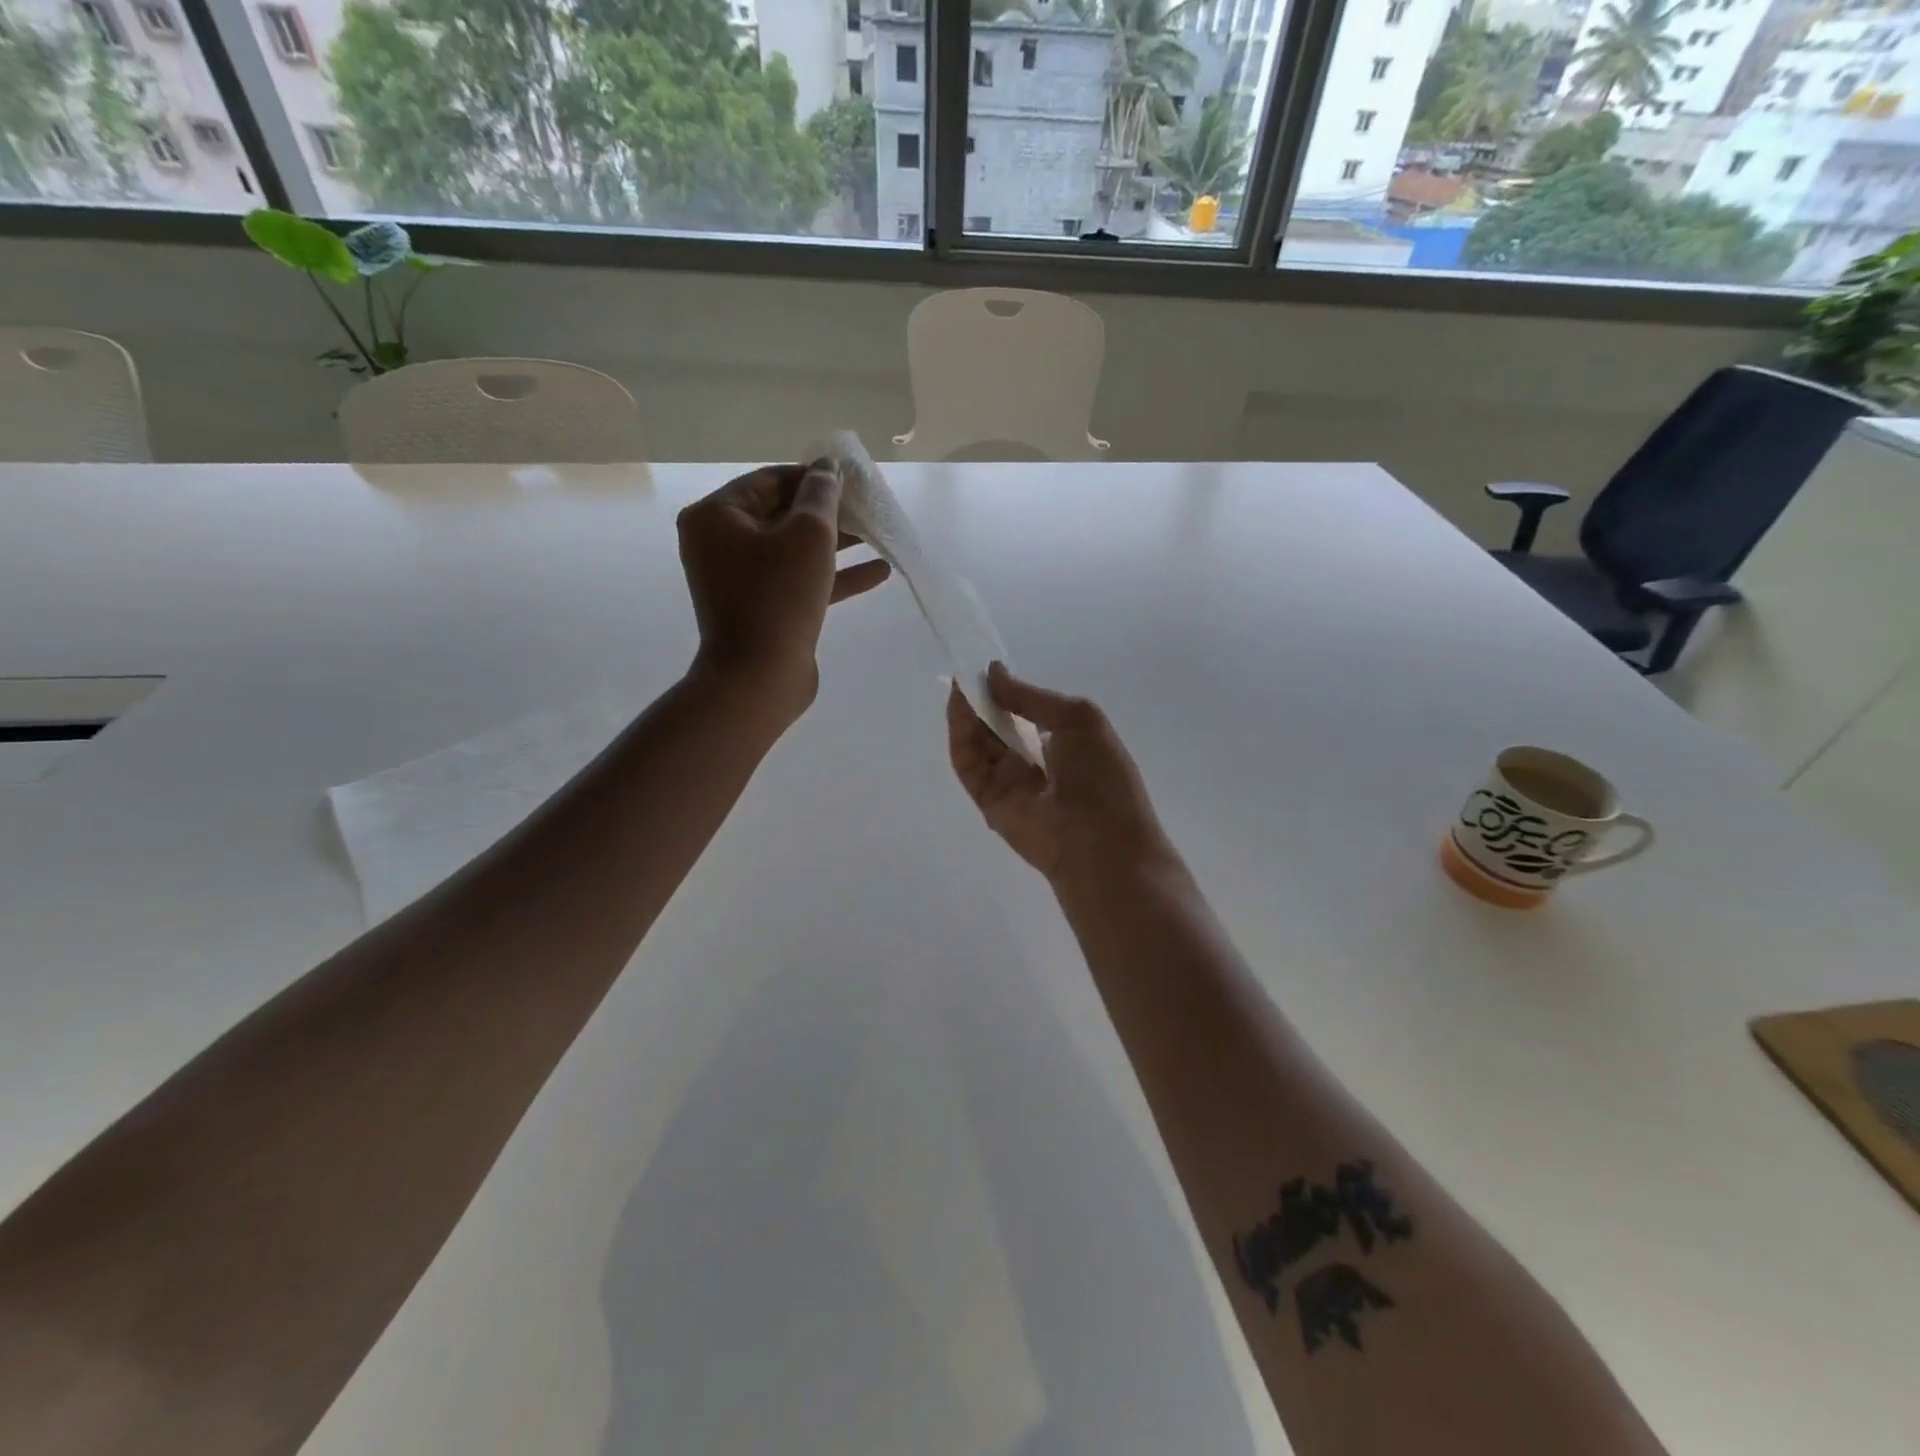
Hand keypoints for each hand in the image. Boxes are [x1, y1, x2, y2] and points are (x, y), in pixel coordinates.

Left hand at [678, 462, 890, 722]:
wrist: (760, 678)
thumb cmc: (779, 597)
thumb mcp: (809, 535)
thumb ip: (822, 495)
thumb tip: (828, 468)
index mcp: (716, 516)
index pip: (770, 480)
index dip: (813, 477)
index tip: (852, 480)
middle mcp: (720, 544)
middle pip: (781, 514)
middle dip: (828, 512)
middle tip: (867, 507)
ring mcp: (740, 580)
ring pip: (793, 550)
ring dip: (836, 544)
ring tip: (877, 536)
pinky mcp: (762, 609)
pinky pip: (798, 581)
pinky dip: (833, 576)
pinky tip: (877, 572)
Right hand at [947, 663, 1174, 886]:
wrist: (1101, 843)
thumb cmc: (1102, 776)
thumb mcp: (1078, 719)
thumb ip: (1032, 696)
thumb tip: (993, 672)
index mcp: (1064, 743)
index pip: (1027, 713)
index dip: (1008, 690)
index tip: (987, 668)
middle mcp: (1036, 762)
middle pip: (999, 725)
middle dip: (984, 699)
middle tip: (965, 671)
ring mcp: (1011, 783)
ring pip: (980, 742)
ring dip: (968, 712)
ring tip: (959, 683)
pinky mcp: (989, 801)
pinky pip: (969, 765)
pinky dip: (960, 735)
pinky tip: (959, 708)